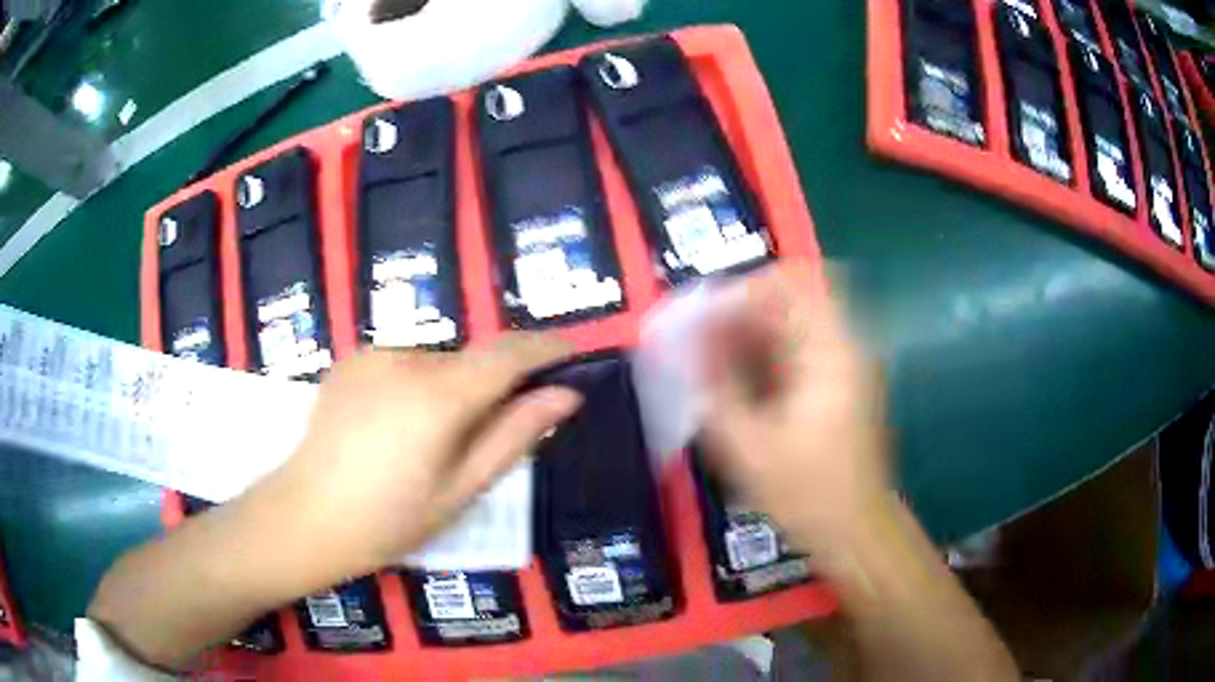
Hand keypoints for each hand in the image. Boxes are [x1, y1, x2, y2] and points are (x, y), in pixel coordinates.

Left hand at [266, 333, 580, 574]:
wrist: (305, 517)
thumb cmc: (390, 520)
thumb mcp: (462, 489)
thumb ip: (515, 435)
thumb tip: (565, 395)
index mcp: (440, 395)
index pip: (510, 353)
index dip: (546, 347)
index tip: (571, 353)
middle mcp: (407, 357)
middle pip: (470, 359)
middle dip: (489, 386)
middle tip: (479, 440)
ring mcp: (372, 354)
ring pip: (435, 362)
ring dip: (448, 388)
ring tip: (425, 442)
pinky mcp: (350, 360)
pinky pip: (402, 363)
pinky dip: (414, 385)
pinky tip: (391, 428)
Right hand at [701, 262, 887, 555]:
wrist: (856, 531)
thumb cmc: (808, 494)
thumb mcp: (748, 448)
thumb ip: (714, 390)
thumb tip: (685, 349)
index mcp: (830, 352)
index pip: (788, 284)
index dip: (740, 291)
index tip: (702, 317)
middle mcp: (844, 346)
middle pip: (790, 297)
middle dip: (740, 311)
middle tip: (700, 336)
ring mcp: (845, 364)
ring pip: (793, 322)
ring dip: (749, 331)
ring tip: (708, 357)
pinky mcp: (840, 384)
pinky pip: (798, 348)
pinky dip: (764, 353)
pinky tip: (735, 379)